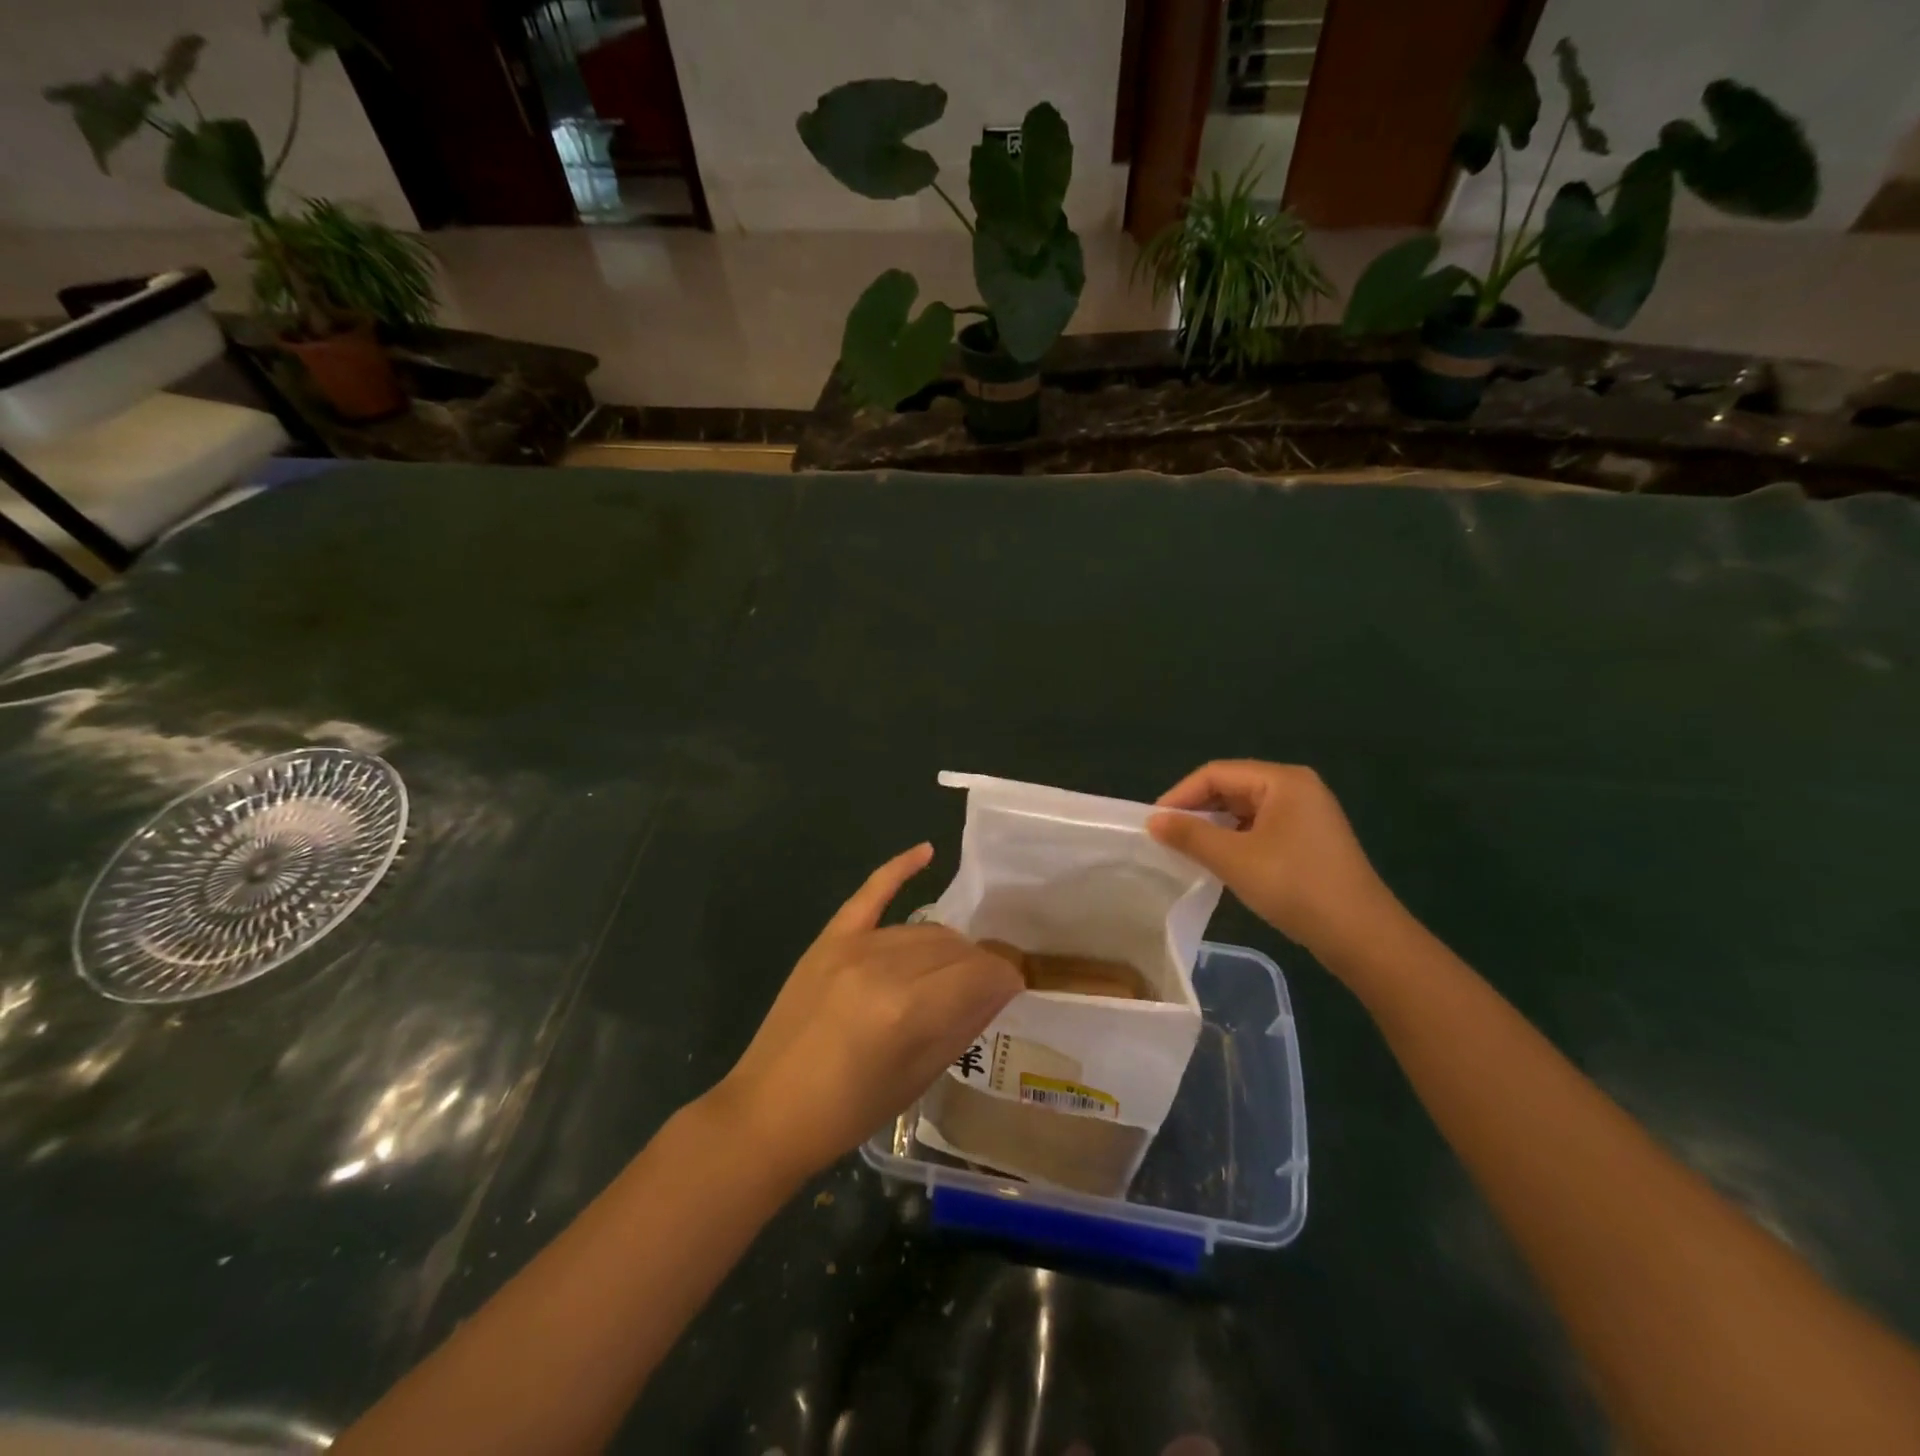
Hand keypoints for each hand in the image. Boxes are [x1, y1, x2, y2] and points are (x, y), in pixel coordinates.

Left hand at [717, 844, 1023, 1181]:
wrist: (768, 1112)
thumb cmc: (849, 1111)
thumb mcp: (917, 1078)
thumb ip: (963, 1023)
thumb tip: (1001, 987)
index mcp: (908, 1010)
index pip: (979, 973)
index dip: (1004, 978)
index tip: (1013, 987)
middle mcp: (884, 967)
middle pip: (953, 947)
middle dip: (979, 964)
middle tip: (985, 986)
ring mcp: (853, 946)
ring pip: (923, 928)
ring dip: (949, 946)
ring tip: (955, 968)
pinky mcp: (830, 938)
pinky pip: (870, 893)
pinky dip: (899, 869)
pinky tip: (927, 852)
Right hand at [1147, 761, 1397, 959]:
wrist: (1361, 935)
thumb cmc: (1294, 886)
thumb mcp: (1234, 859)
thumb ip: (1190, 834)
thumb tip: (1153, 820)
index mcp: (1282, 780)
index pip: (1216, 774)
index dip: (1180, 795)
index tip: (1153, 823)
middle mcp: (1296, 788)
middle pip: (1231, 788)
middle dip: (1197, 810)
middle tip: (1166, 837)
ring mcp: (1307, 815)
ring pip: (1244, 810)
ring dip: (1214, 827)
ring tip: (1187, 850)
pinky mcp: (1309, 840)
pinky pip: (1261, 828)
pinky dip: (1235, 840)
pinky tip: (1220, 862)